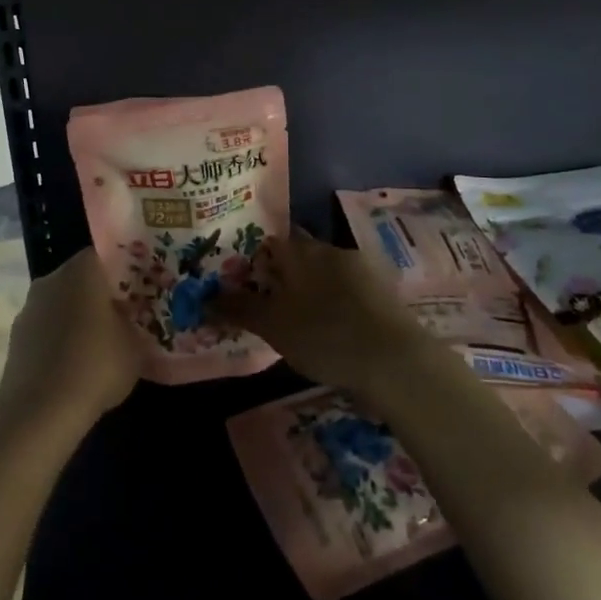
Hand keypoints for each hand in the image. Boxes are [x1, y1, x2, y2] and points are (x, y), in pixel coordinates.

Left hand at [0, 247, 140, 426]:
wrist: (39, 412)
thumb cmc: (95, 366)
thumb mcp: (135, 347)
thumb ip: (136, 325)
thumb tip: (132, 321)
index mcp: (82, 270)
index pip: (105, 255)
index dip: (125, 270)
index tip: (140, 288)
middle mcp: (51, 279)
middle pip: (82, 279)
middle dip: (101, 295)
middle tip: (124, 316)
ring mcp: (29, 308)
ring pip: (62, 304)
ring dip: (78, 318)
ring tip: (100, 345)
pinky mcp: (16, 337)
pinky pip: (46, 329)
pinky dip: (60, 340)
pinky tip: (75, 365)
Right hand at [210, 232, 433, 396]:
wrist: (395, 360)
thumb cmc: (324, 336)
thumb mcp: (273, 326)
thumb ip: (239, 308)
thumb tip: (204, 296)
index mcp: (301, 251)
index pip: (271, 240)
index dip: (256, 256)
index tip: (245, 278)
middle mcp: (330, 250)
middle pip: (300, 254)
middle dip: (284, 273)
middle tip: (269, 301)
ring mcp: (362, 269)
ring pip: (326, 272)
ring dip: (312, 289)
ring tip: (299, 319)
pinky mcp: (384, 292)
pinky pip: (349, 290)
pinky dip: (336, 302)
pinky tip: (332, 328)